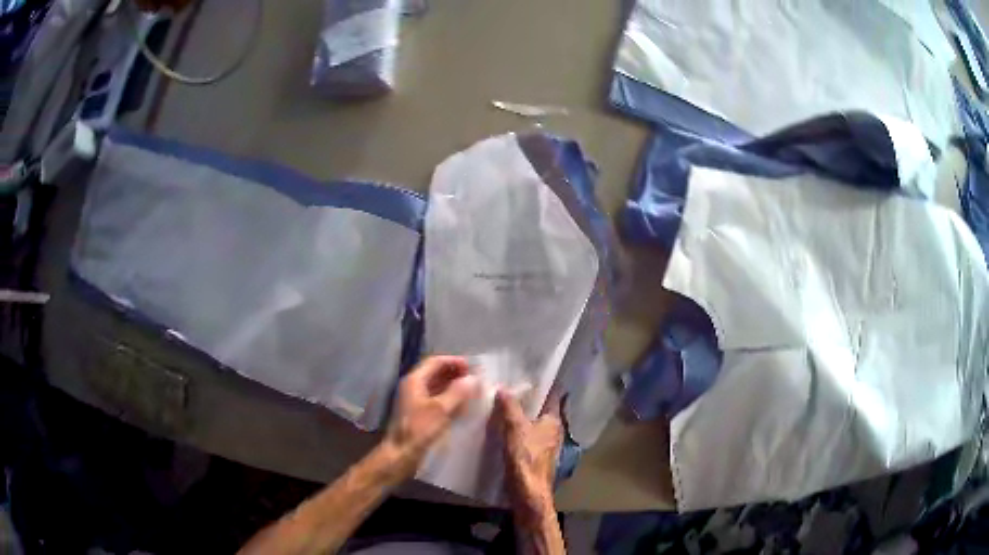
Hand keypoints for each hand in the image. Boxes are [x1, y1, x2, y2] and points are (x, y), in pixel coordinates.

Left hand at [385, 356, 479, 478]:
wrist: (401, 454)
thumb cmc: (419, 430)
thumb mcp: (441, 410)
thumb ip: (458, 392)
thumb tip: (473, 379)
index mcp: (415, 381)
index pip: (435, 362)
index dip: (454, 361)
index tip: (472, 367)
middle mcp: (414, 387)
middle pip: (436, 373)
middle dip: (455, 374)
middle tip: (475, 379)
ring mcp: (416, 401)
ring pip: (437, 387)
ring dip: (454, 386)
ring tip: (472, 391)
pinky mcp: (420, 414)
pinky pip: (437, 400)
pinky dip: (450, 399)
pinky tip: (463, 406)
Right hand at [494, 390, 562, 525]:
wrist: (528, 493)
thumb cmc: (526, 458)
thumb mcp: (515, 428)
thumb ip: (510, 407)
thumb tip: (503, 387)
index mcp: (554, 420)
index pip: (552, 394)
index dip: (541, 383)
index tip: (526, 372)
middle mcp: (554, 430)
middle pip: (540, 408)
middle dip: (526, 399)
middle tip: (506, 386)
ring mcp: (545, 444)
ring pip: (532, 423)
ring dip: (519, 415)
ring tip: (499, 404)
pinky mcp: (535, 456)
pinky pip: (526, 436)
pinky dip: (516, 430)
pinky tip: (501, 428)